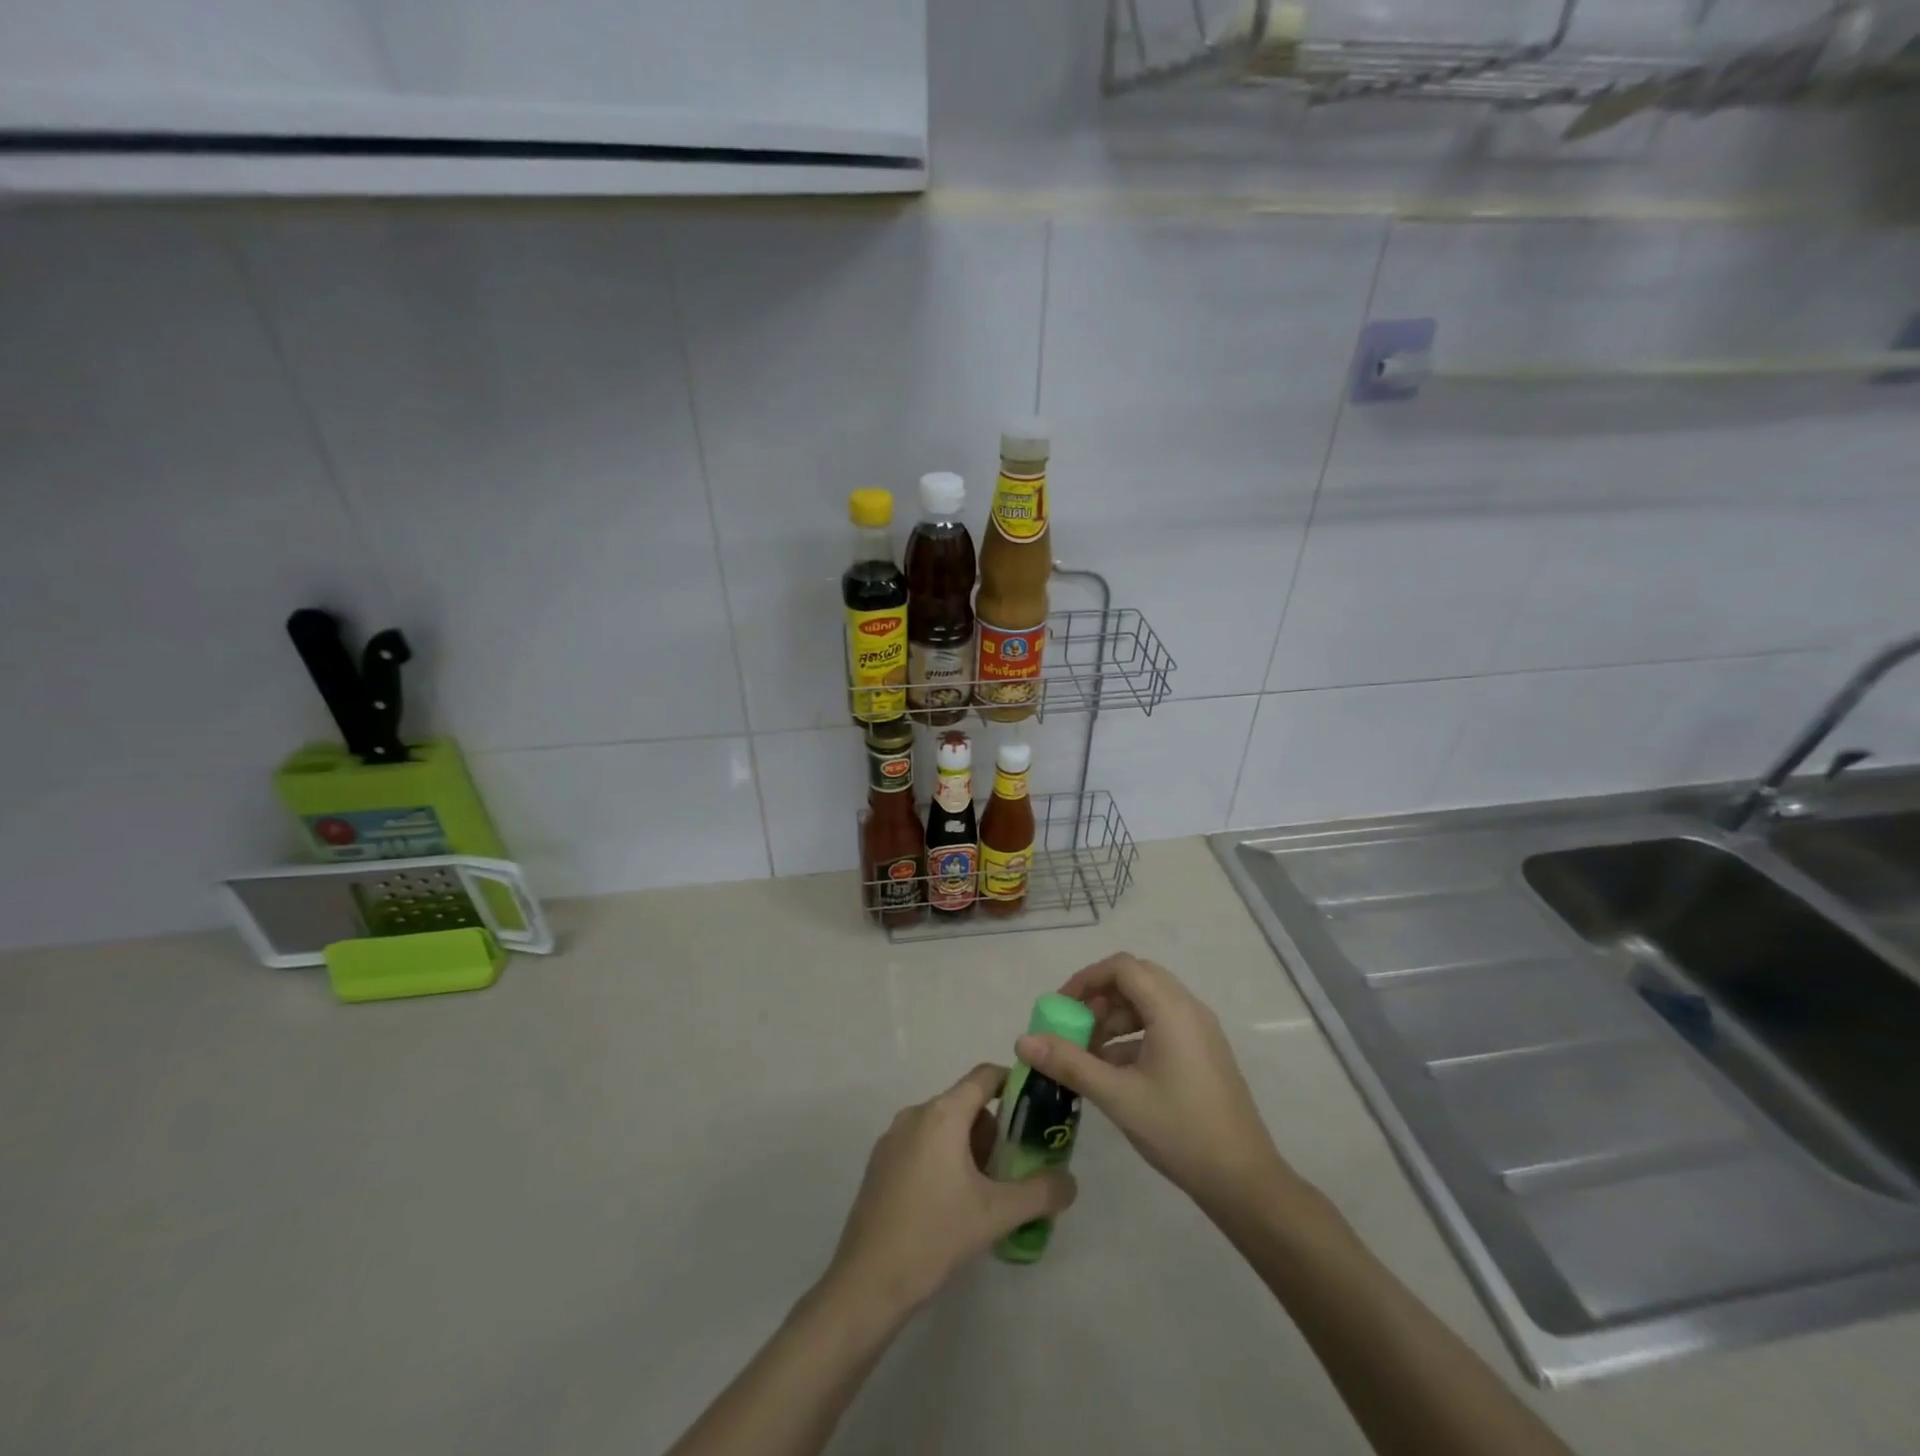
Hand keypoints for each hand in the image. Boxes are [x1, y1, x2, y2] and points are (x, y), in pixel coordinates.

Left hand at [824, 1063, 1077, 1318]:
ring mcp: (892, 1138)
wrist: (867, 1283)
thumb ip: (1040, 1193)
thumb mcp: (997, 1215)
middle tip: (1014, 1167)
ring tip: (986, 1192)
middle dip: (994, 1129)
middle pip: (965, 1103)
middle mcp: (915, 1114)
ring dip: (969, 1146)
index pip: (985, 1076)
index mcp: (942, 1114)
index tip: (1037, 1108)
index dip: (1014, 1083)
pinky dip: (943, 1158)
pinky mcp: (879, 1164)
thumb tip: (1070, 1182)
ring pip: (943, 1125)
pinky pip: (922, 1144)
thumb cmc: (935, 1236)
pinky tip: (950, 1204)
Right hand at [1016, 953, 1290, 1214]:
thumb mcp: (1117, 1096)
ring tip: (1089, 1053)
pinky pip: (1162, 1024)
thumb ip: (1069, 1063)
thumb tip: (1023, 1041)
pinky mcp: (1204, 1052)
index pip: (1123, 967)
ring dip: (1115, 1018)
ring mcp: (1200, 1031)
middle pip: (1136, 979)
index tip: (1061, 1007)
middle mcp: (1189, 1009)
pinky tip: (1114, 1071)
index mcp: (1172, 1009)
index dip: (1087, 979)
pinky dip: (1133, 1035)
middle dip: (1100, 997)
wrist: (1244, 1181)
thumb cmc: (1179, 1130)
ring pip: (1149, 1003)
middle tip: (1074, 1026)